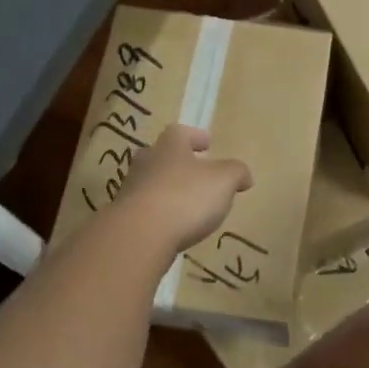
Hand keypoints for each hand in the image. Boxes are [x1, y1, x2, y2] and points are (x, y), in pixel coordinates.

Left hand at [116, 124, 252, 253]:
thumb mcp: (224, 181)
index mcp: (170, 146)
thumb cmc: (186, 198)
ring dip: (167, 188)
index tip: (207, 144)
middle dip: (177, 162)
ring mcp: (131, 189)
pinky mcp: (124, 217)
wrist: (139, 235)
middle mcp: (146, 162)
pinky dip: (158, 213)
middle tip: (194, 171)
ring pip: (151, 182)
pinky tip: (171, 225)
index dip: (195, 137)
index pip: (181, 132)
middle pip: (160, 155)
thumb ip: (236, 173)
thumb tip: (244, 176)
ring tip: (186, 203)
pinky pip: (144, 208)